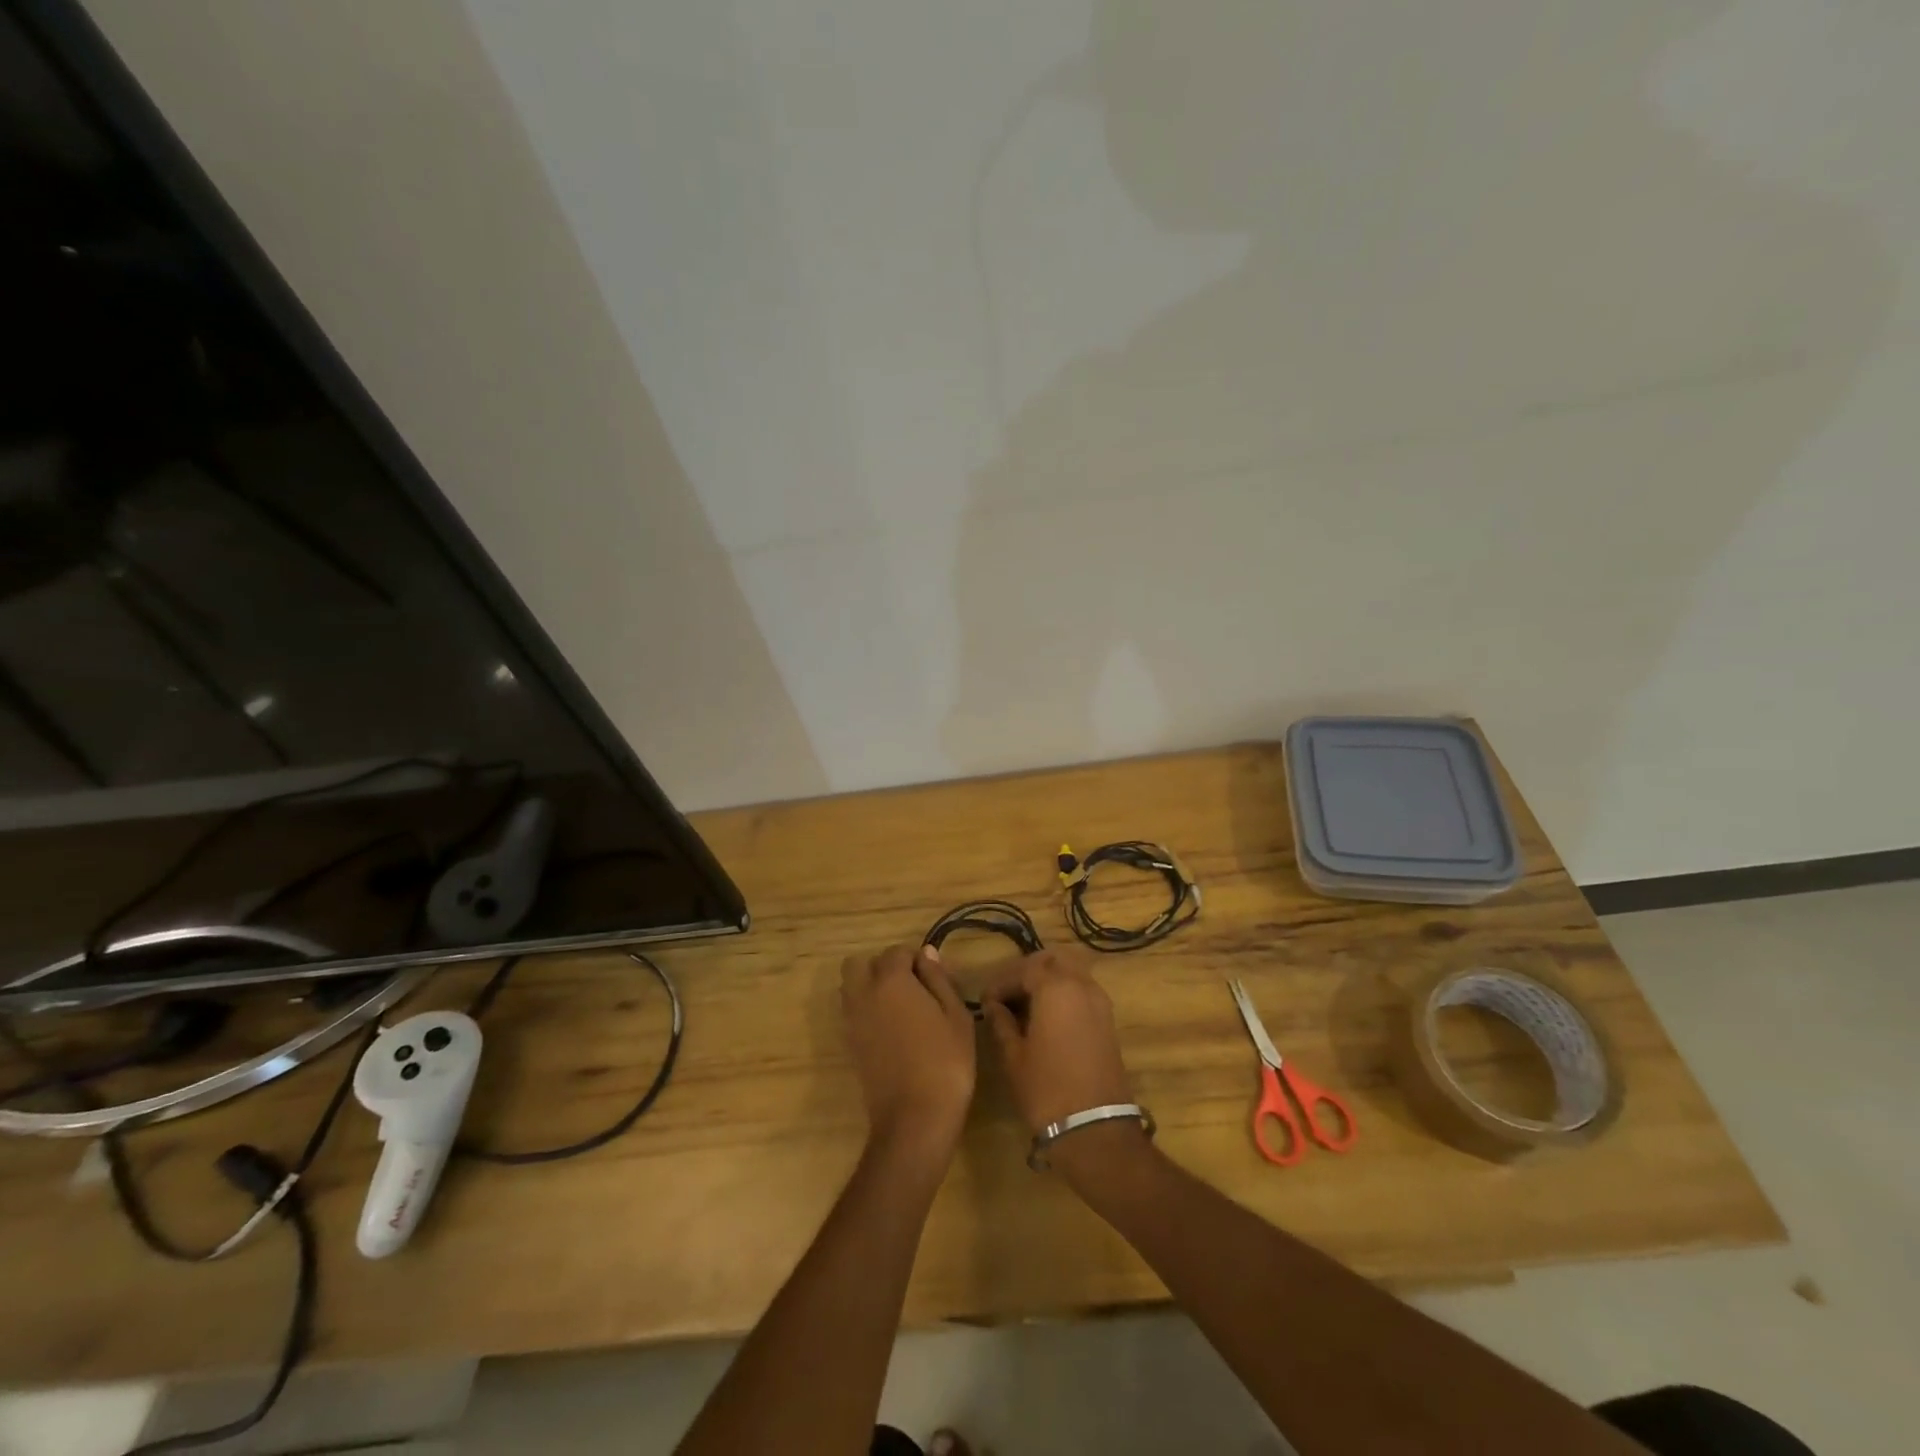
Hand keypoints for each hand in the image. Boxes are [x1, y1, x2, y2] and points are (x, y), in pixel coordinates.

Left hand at [840, 944, 975, 1165]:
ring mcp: (852, 1020)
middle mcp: (864, 994)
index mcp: (891, 981)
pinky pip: (851, 1012)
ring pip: (850, 987)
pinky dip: (866, 1010)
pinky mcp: (849, 1044)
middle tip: (910, 987)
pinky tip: (891, 1030)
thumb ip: (938, 979)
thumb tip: (926, 953)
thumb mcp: (956, 1015)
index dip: (916, 960)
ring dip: (869, 986)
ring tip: (900, 1008)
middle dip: (881, 967)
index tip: (934, 979)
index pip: (896, 952)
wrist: (914, 1119)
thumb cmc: (945, 1062)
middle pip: (859, 963)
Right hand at [980, 947, 1134, 1133]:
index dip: (1001, 982)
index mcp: (1056, 988)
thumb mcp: (1014, 1056)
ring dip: (1048, 980)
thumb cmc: (1046, 1089)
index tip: (985, 1001)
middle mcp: (1082, 985)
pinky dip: (1064, 993)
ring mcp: (1100, 1001)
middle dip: (1028, 970)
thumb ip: (1001, 1023)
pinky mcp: (1108, 1020)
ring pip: (1071, 972)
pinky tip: (1046, 1017)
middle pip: (1053, 960)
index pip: (1023, 969)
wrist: (1094, 1129)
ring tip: (1025, 1006)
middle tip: (1007, 994)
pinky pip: (1082, 990)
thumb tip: (993, 1006)